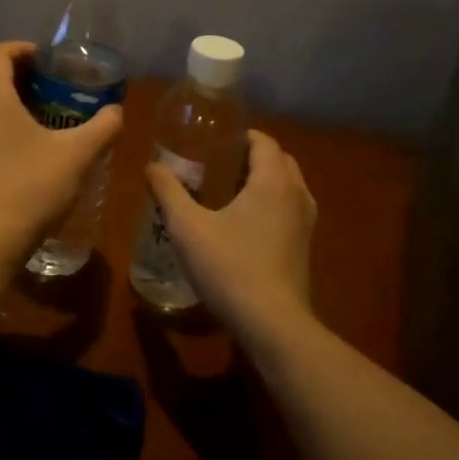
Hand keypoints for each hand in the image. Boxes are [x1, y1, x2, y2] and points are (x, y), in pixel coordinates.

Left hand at [0, 42, 123, 278]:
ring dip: (1, 94)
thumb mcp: (77, 155)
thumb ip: (102, 126)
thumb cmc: (31, 188)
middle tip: (46, 82)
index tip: (51, 61)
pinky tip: (20, 141)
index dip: (25, 49)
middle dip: (13, 69)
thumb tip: (116, 110)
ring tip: (37, 109)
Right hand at [147, 130, 316, 343]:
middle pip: (280, 161)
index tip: (215, 140)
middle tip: (219, 163)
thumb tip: (152, 166)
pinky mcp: (304, 249)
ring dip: (265, 181)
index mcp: (273, 181)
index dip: (241, 135)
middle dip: (253, 156)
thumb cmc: (229, 266)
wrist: (272, 324)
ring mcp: (306, 224)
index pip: (264, 141)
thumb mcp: (186, 226)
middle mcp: (297, 195)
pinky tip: (245, 225)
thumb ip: (168, 191)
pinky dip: (272, 205)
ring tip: (231, 191)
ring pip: (289, 187)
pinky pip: (291, 211)